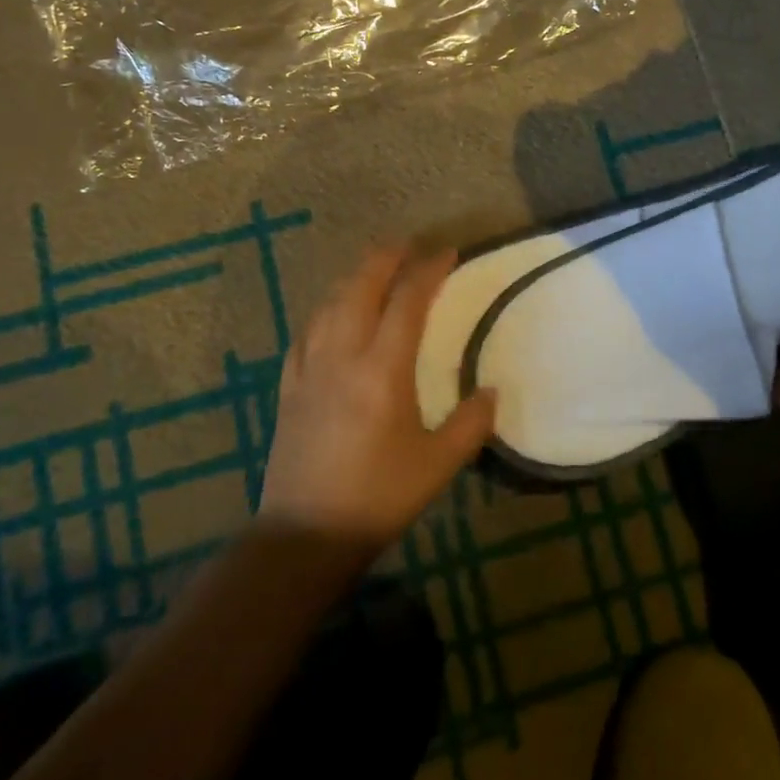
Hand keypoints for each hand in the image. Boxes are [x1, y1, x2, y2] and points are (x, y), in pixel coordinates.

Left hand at [261, 245, 495, 551]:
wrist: (305, 534)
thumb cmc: (378, 497)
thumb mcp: (438, 465)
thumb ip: (470, 424)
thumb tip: (491, 391)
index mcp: (383, 369)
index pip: (408, 301)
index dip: (429, 270)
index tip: (448, 252)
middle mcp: (343, 356)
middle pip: (360, 287)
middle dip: (384, 258)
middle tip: (406, 245)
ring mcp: (310, 369)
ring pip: (329, 304)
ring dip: (353, 278)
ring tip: (372, 270)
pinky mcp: (289, 388)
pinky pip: (307, 333)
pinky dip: (325, 312)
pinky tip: (330, 316)